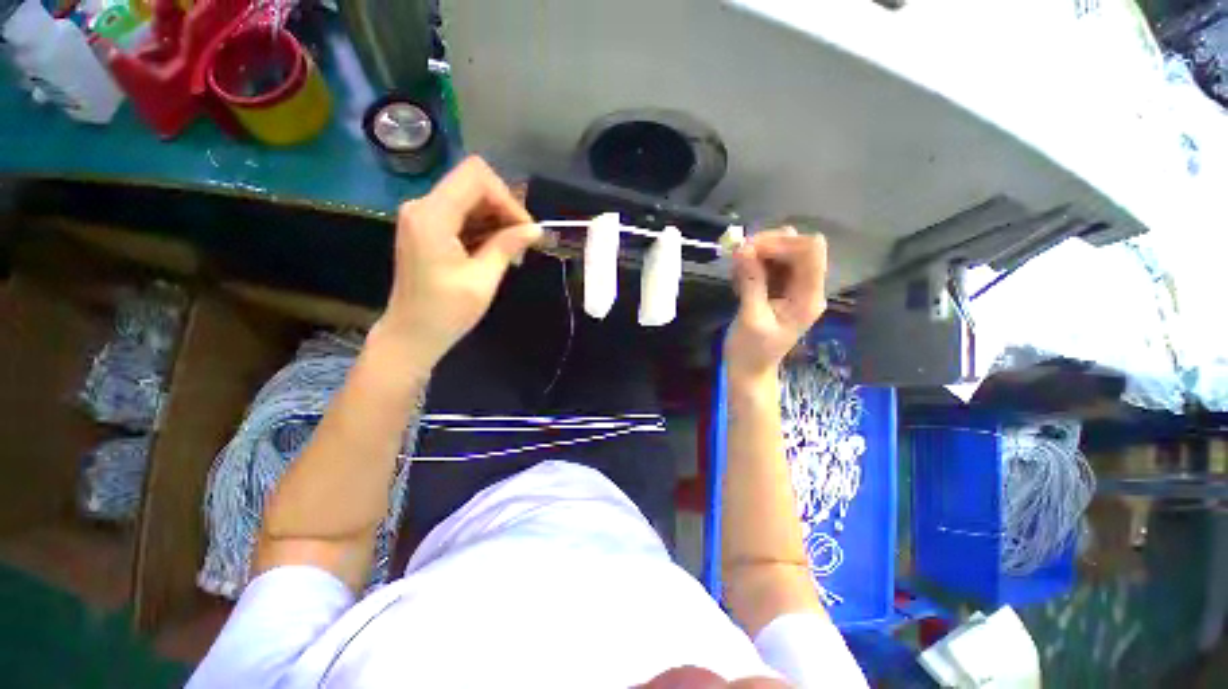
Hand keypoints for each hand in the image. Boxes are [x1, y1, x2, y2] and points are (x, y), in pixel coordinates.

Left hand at [376, 156, 539, 366]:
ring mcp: (422, 215)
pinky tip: (496, 250)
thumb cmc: (446, 312)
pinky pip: (461, 213)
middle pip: (473, 183)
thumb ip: (507, 246)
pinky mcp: (426, 227)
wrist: (411, 334)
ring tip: (514, 250)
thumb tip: (536, 229)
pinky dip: (483, 226)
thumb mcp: (483, 279)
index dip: (507, 198)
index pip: (476, 177)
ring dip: (496, 219)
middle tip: (523, 242)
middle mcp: (422, 205)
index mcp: (432, 215)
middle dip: (504, 208)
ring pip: (470, 197)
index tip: (524, 230)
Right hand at [725, 228, 827, 385]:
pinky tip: (738, 279)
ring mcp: (793, 287)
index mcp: (808, 297)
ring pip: (782, 252)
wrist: (749, 370)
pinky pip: (770, 264)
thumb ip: (751, 282)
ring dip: (757, 254)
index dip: (781, 243)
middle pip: (797, 246)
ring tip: (736, 271)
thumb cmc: (751, 351)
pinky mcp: (779, 289)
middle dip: (767, 245)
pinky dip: (753, 264)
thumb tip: (743, 249)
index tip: (749, 249)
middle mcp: (806, 287)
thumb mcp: (750, 317)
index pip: (810, 252)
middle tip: (737, 255)